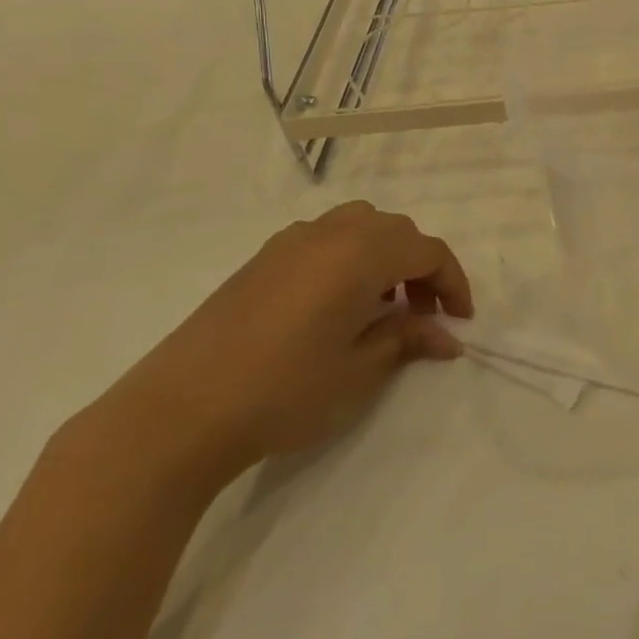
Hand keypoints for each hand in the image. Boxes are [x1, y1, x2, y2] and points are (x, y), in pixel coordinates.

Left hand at [97, 202, 472, 484]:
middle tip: (422, 315)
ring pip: (359, 226)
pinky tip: (335, 303)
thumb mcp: (359, 369)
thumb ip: (407, 339)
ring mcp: (290, 242)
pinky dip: (348, 257)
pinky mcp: (261, 259)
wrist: (178, 412)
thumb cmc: (284, 390)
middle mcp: (330, 233)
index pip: (428, 251)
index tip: (460, 322)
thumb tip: (446, 337)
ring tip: (381, 304)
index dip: (452, 283)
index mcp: (361, 253)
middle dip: (420, 268)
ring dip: (385, 256)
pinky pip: (324, 238)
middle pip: (397, 231)